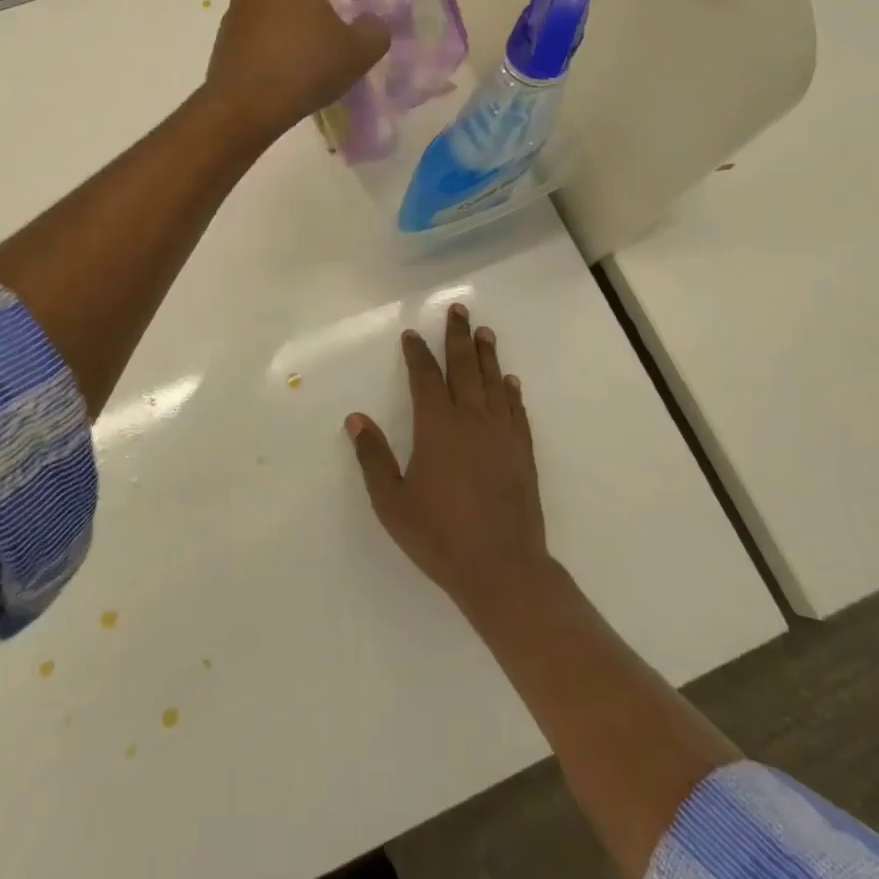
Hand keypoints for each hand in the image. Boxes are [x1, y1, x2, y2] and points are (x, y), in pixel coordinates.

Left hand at [205, 0, 389, 143]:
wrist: (244, 107)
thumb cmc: (305, 67)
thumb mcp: (359, 52)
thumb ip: (374, 31)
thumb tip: (369, 24)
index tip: (335, 4)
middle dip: (308, 0)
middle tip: (324, 36)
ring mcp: (233, 10)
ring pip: (268, 5)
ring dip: (286, 24)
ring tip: (303, 62)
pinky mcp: (222, 40)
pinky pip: (252, 32)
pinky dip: (267, 45)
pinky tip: (280, 77)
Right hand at [346, 305, 550, 619]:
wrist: (503, 568)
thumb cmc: (440, 536)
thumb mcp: (393, 502)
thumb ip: (373, 458)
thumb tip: (356, 419)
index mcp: (437, 427)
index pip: (425, 377)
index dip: (417, 353)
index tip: (412, 335)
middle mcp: (471, 420)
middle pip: (464, 367)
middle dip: (459, 336)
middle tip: (460, 310)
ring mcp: (502, 434)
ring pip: (494, 382)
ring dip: (487, 355)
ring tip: (484, 332)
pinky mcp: (523, 452)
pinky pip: (516, 410)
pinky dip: (511, 391)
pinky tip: (510, 381)